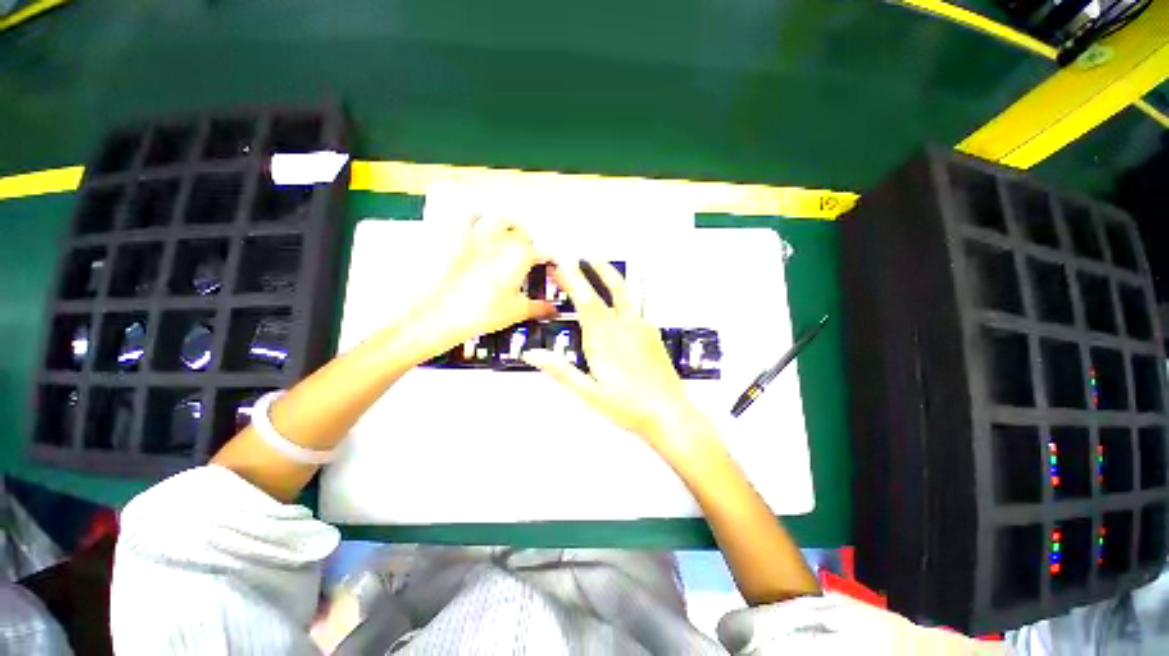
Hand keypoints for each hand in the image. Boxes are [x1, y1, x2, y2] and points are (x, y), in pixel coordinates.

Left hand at [403, 216, 554, 359]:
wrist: (436, 316)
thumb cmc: (475, 313)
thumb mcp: (516, 312)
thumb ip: (539, 307)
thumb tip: (551, 309)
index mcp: (518, 255)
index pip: (541, 250)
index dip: (546, 258)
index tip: (546, 264)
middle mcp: (498, 239)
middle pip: (521, 230)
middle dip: (527, 239)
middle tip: (527, 252)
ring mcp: (474, 235)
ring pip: (497, 217)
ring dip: (505, 224)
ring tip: (506, 236)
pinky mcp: (452, 237)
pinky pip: (467, 218)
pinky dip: (476, 221)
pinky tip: (476, 232)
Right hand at [522, 261, 712, 456]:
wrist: (669, 414)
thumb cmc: (629, 406)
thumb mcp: (588, 392)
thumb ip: (560, 370)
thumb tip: (533, 355)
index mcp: (604, 339)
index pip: (584, 300)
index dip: (572, 279)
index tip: (562, 265)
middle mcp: (624, 327)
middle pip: (607, 290)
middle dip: (593, 270)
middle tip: (581, 258)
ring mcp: (641, 329)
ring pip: (625, 294)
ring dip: (610, 277)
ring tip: (601, 267)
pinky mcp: (652, 334)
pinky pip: (635, 308)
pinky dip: (623, 297)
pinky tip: (620, 304)